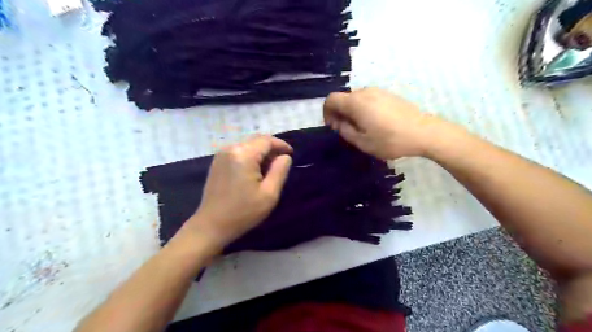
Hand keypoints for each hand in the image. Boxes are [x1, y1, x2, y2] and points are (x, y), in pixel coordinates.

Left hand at [187, 136, 293, 250]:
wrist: (212, 225)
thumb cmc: (243, 212)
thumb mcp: (269, 194)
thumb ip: (280, 171)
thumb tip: (285, 157)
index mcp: (243, 155)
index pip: (267, 140)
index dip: (281, 145)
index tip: (291, 154)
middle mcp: (231, 149)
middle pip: (257, 140)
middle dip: (272, 148)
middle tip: (281, 163)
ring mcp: (221, 154)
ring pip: (248, 145)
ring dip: (261, 152)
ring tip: (270, 169)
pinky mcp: (217, 161)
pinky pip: (239, 151)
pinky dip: (250, 156)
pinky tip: (254, 171)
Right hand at [324, 87, 454, 159]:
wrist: (423, 132)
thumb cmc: (390, 140)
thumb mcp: (362, 142)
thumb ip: (345, 130)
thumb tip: (338, 122)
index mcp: (356, 103)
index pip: (331, 99)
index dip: (327, 112)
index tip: (333, 126)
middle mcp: (365, 92)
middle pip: (344, 98)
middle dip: (340, 113)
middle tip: (347, 130)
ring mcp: (379, 91)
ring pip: (356, 99)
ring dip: (352, 111)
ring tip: (362, 128)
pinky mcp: (389, 94)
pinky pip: (368, 99)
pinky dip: (363, 108)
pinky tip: (375, 122)